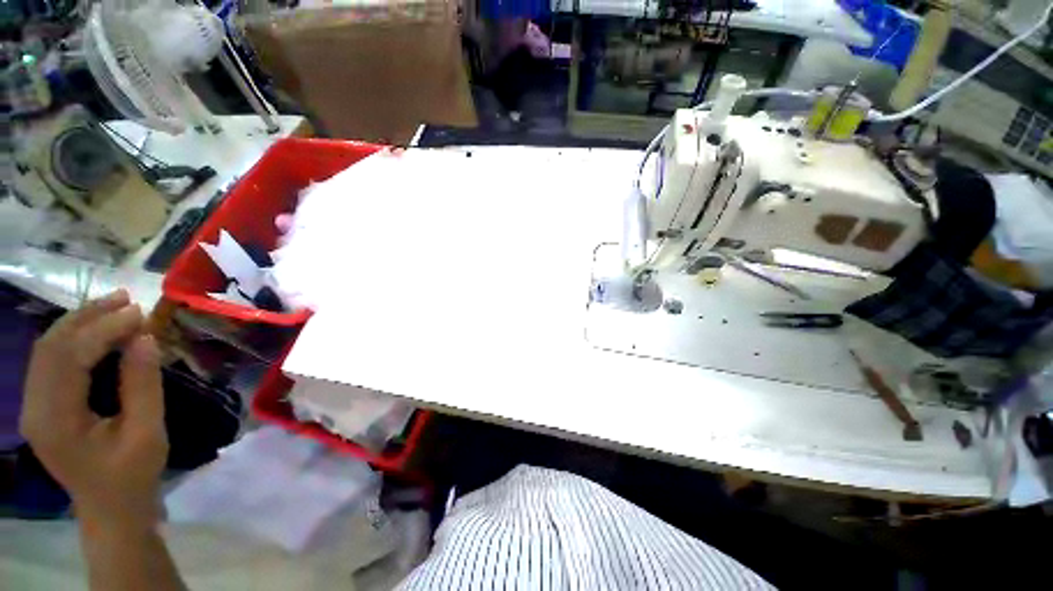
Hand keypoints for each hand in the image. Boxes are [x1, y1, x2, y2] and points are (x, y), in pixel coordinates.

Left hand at [20, 289, 167, 532]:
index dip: (102, 330)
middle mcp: (34, 408)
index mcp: (56, 421)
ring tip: (114, 306)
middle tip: (126, 299)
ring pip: (47, 349)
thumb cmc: (133, 477)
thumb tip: (145, 338)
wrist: (111, 510)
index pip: (69, 358)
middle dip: (87, 317)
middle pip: (50, 347)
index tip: (140, 313)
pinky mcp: (41, 406)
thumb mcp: (147, 433)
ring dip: (79, 323)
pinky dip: (74, 338)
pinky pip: (51, 361)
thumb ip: (143, 385)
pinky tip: (97, 330)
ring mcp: (33, 407)